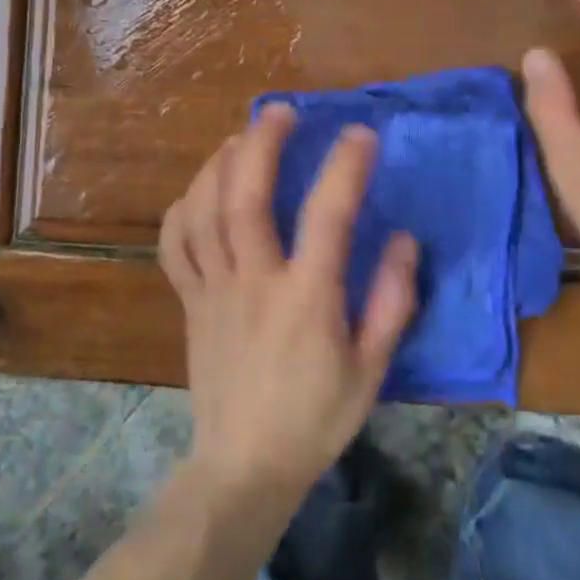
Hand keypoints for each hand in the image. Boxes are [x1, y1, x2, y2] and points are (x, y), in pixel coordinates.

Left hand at [159, 104, 418, 502]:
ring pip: (203, 211)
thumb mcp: (372, 369)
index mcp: (306, 298)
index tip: (361, 133)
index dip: (345, 167)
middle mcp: (254, 281)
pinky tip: (199, 191)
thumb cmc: (316, 418)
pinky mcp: (189, 301)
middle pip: (246, 196)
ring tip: (240, 139)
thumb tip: (405, 239)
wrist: (244, 467)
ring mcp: (214, 289)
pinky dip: (182, 209)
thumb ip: (392, 302)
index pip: (327, 216)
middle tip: (281, 112)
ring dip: (218, 164)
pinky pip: (175, 245)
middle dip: (262, 143)